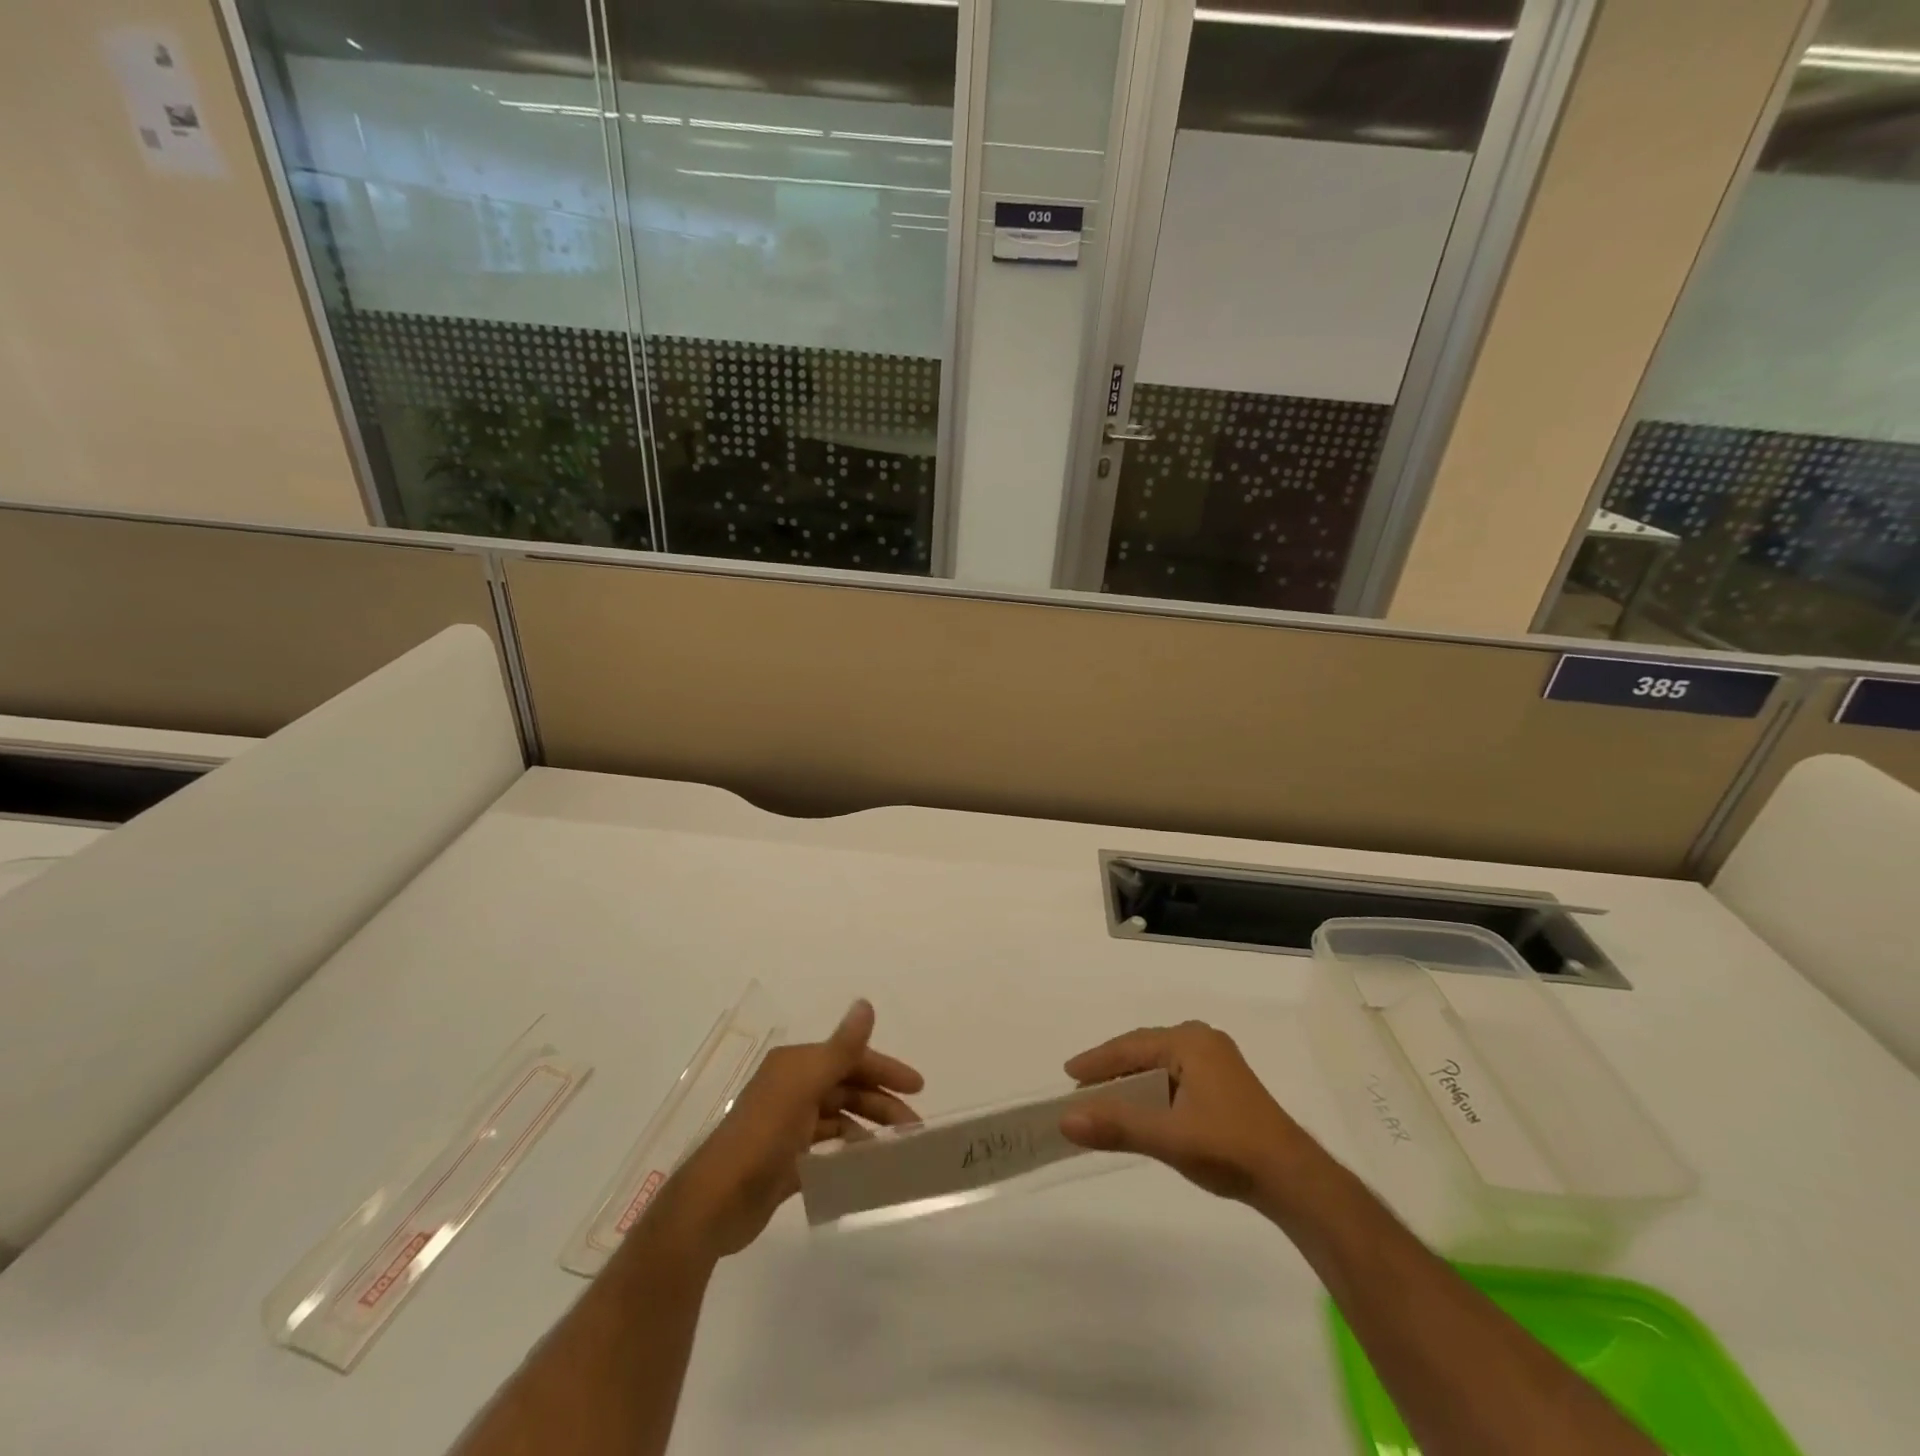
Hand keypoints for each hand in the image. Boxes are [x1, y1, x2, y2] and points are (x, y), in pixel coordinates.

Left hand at [639, 1000, 922, 1263]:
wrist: (715, 1203)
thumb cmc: (763, 1137)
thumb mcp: (805, 1086)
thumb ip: (840, 1049)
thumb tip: (865, 1003)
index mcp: (796, 1066)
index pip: (849, 1058)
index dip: (884, 1068)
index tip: (918, 1087)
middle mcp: (792, 1089)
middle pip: (847, 1088)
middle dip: (881, 1103)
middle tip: (914, 1129)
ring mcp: (788, 1127)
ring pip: (839, 1119)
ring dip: (868, 1128)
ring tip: (896, 1150)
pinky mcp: (786, 1162)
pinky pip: (827, 1149)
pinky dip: (848, 1152)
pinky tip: (866, 1166)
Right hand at [1058, 1021, 1328, 1209]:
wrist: (1294, 1180)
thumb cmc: (1229, 1148)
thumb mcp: (1168, 1137)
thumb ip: (1116, 1125)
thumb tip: (1065, 1120)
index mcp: (1190, 1041)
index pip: (1130, 1046)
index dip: (1097, 1061)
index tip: (1068, 1075)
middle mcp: (1203, 1041)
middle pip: (1145, 1050)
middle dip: (1113, 1068)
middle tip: (1081, 1086)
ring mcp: (1218, 1062)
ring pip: (1161, 1064)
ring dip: (1133, 1081)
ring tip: (1105, 1098)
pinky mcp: (1225, 1085)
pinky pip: (1176, 1077)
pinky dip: (1153, 1090)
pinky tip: (1143, 1108)